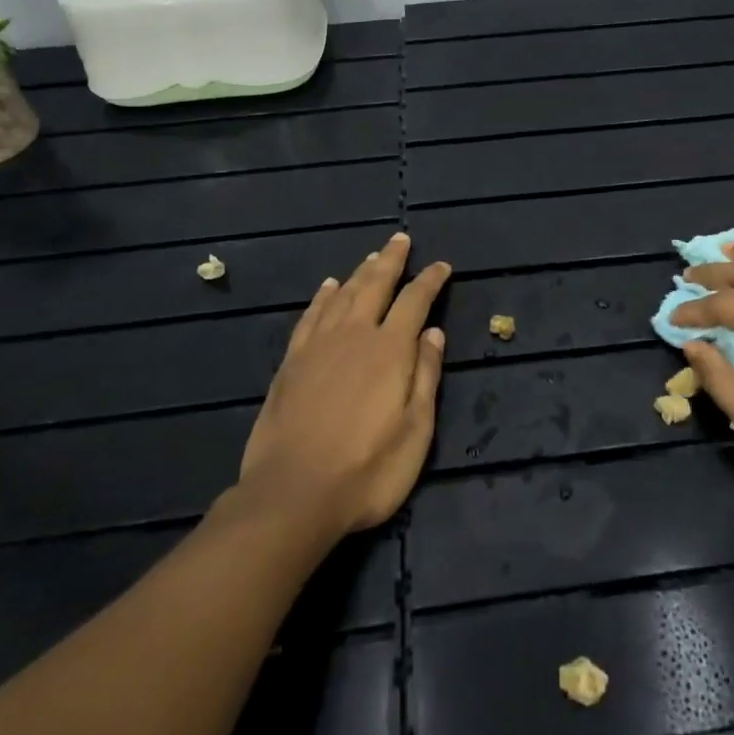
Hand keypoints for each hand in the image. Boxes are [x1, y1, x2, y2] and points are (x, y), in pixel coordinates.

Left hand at [236, 233, 450, 537]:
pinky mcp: (291, 363)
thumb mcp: (415, 430)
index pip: (415, 301)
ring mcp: (318, 346)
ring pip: (342, 295)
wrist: (292, 495)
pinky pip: (310, 316)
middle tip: (401, 239)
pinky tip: (328, 288)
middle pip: (375, 285)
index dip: (430, 280)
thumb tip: (434, 333)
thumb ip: (425, 376)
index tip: (442, 266)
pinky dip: (322, 297)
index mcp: (390, 349)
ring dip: (360, 272)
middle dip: (391, 260)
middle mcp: (354, 335)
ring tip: (372, 257)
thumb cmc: (367, 469)